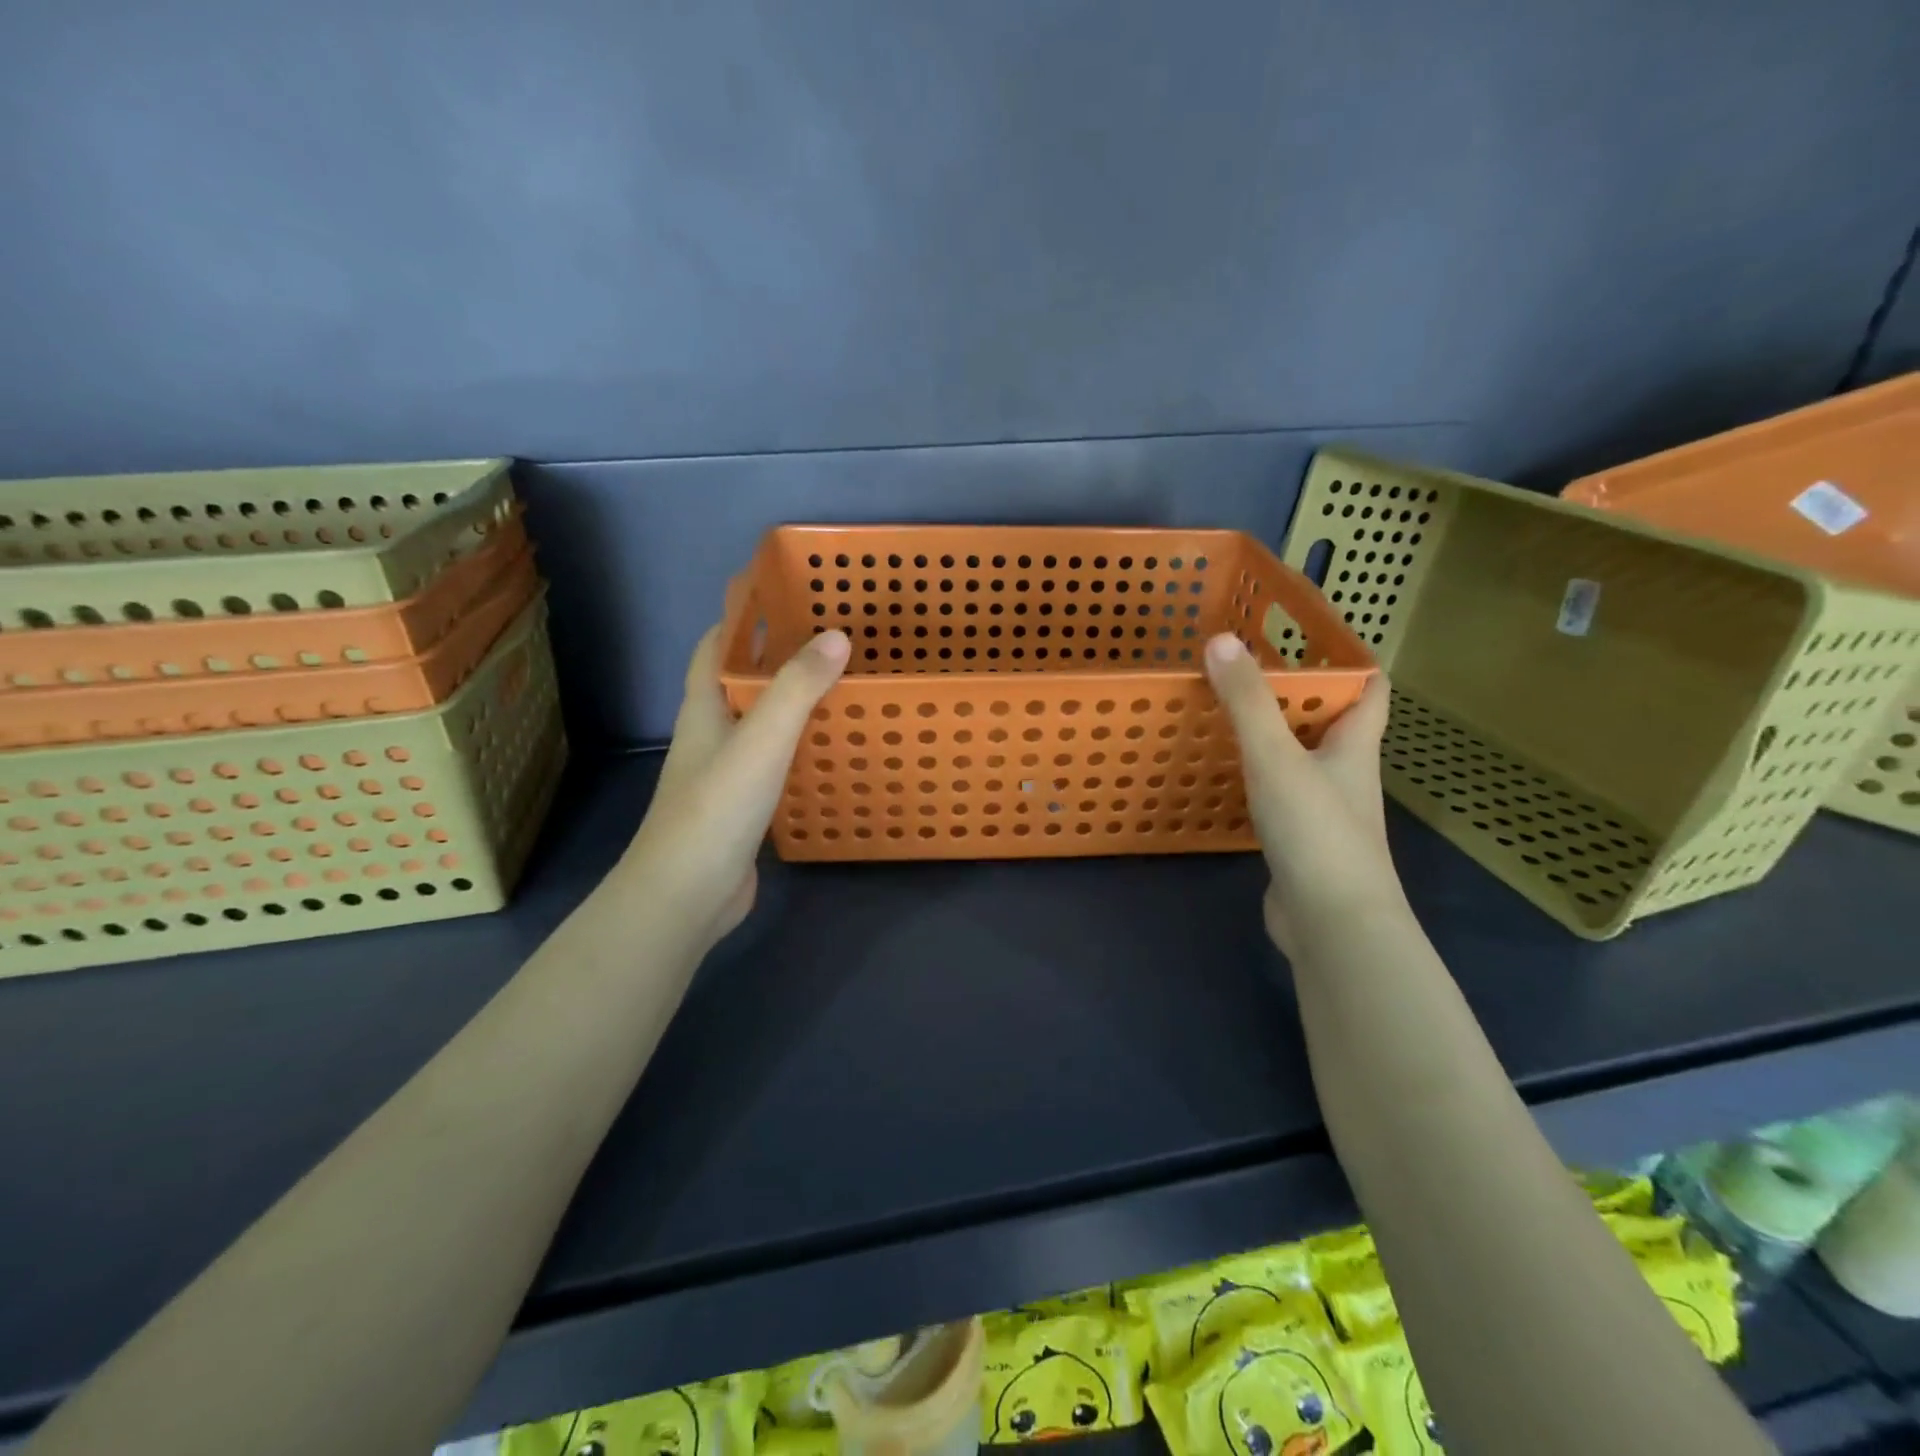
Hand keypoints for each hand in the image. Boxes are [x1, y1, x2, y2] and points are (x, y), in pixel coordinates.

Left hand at [625, 625, 849, 948]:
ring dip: (791, 702)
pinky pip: (776, 762)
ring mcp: (726, 774)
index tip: (780, 594)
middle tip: (829, 637)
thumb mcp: (761, 741)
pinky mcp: (745, 807)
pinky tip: (831, 749)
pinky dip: (800, 747)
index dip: (740, 616)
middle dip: (776, 655)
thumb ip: (798, 689)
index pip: (715, 648)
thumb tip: (836, 635)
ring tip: (840, 684)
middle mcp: (712, 735)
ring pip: (760, 723)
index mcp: (705, 709)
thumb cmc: (716, 810)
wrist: (685, 896)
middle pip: (741, 682)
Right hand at [1203, 633, 1399, 954]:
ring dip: (1271, 738)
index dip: (1348, 660)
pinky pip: (1276, 796)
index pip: (1369, 689)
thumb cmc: (1316, 831)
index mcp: (1354, 747)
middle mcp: (1344, 775)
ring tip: (1225, 713)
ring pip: (1300, 760)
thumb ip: (1247, 702)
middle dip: (1295, 696)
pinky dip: (1254, 779)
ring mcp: (1322, 812)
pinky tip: (1222, 776)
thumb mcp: (1276, 757)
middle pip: (1329, 723)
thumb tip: (1221, 641)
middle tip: (1244, 670)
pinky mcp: (1298, 843)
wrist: (1332, 924)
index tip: (1308, 636)